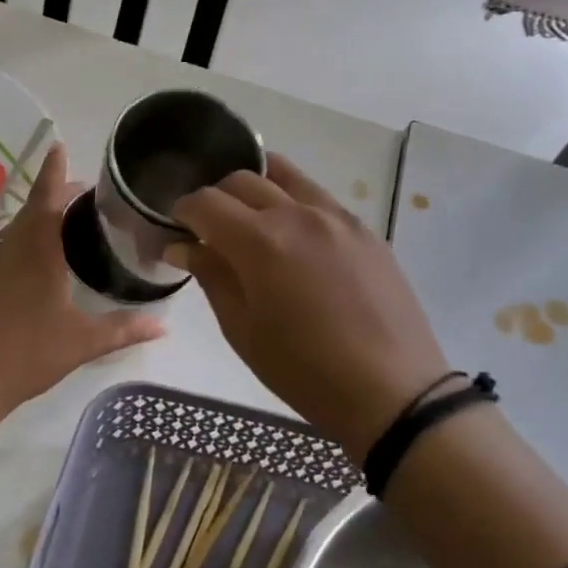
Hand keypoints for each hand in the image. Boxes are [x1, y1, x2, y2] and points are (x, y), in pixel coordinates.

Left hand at [0, 143, 165, 418]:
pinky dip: (22, 242)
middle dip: (54, 194)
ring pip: (15, 230)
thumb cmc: (27, 355)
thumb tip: (164, 327)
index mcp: (38, 252)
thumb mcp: (82, 343)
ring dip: (37, 218)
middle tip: (80, 192)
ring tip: (61, 223)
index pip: (48, 199)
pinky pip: (3, 249)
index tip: (59, 145)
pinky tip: (33, 262)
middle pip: (32, 210)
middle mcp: (10, 249)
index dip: (55, 171)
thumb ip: (123, 330)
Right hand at [170, 155, 449, 463]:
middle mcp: (297, 214)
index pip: (206, 202)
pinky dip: (292, 201)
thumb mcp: (242, 330)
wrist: (392, 392)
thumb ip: (211, 276)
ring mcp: (337, 216)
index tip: (175, 229)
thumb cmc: (304, 371)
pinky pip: (317, 197)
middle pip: (242, 179)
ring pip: (284, 175)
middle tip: (209, 229)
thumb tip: (181, 246)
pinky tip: (292, 236)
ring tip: (249, 219)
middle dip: (215, 198)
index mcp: (260, 241)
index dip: (182, 211)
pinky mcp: (365, 229)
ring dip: (256, 188)